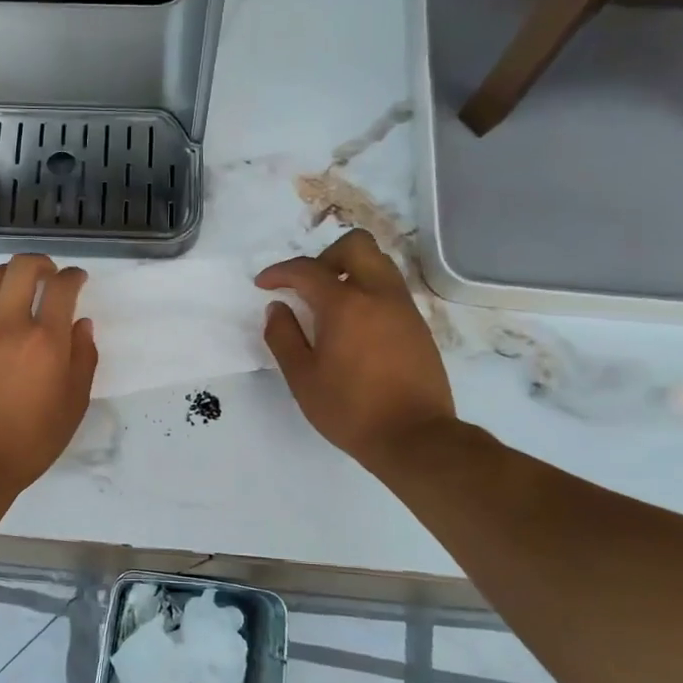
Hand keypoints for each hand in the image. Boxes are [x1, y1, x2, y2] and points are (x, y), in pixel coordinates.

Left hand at [0, 254, 97, 494]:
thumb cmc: (31, 440)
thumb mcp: (73, 405)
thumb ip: (83, 359)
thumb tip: (81, 324)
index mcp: (45, 342)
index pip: (62, 287)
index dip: (74, 276)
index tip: (77, 280)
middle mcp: (9, 325)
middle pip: (22, 268)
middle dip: (41, 263)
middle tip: (49, 275)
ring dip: (9, 273)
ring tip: (17, 286)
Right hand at [256, 230, 455, 466]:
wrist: (414, 436)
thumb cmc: (350, 410)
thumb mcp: (302, 377)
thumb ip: (283, 336)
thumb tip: (277, 308)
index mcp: (345, 304)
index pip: (307, 270)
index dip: (280, 272)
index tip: (264, 284)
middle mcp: (378, 294)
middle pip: (356, 246)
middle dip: (324, 257)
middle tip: (307, 286)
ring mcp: (403, 308)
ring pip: (378, 263)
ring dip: (350, 271)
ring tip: (330, 304)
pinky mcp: (418, 325)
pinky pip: (390, 289)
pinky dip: (368, 291)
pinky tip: (355, 326)